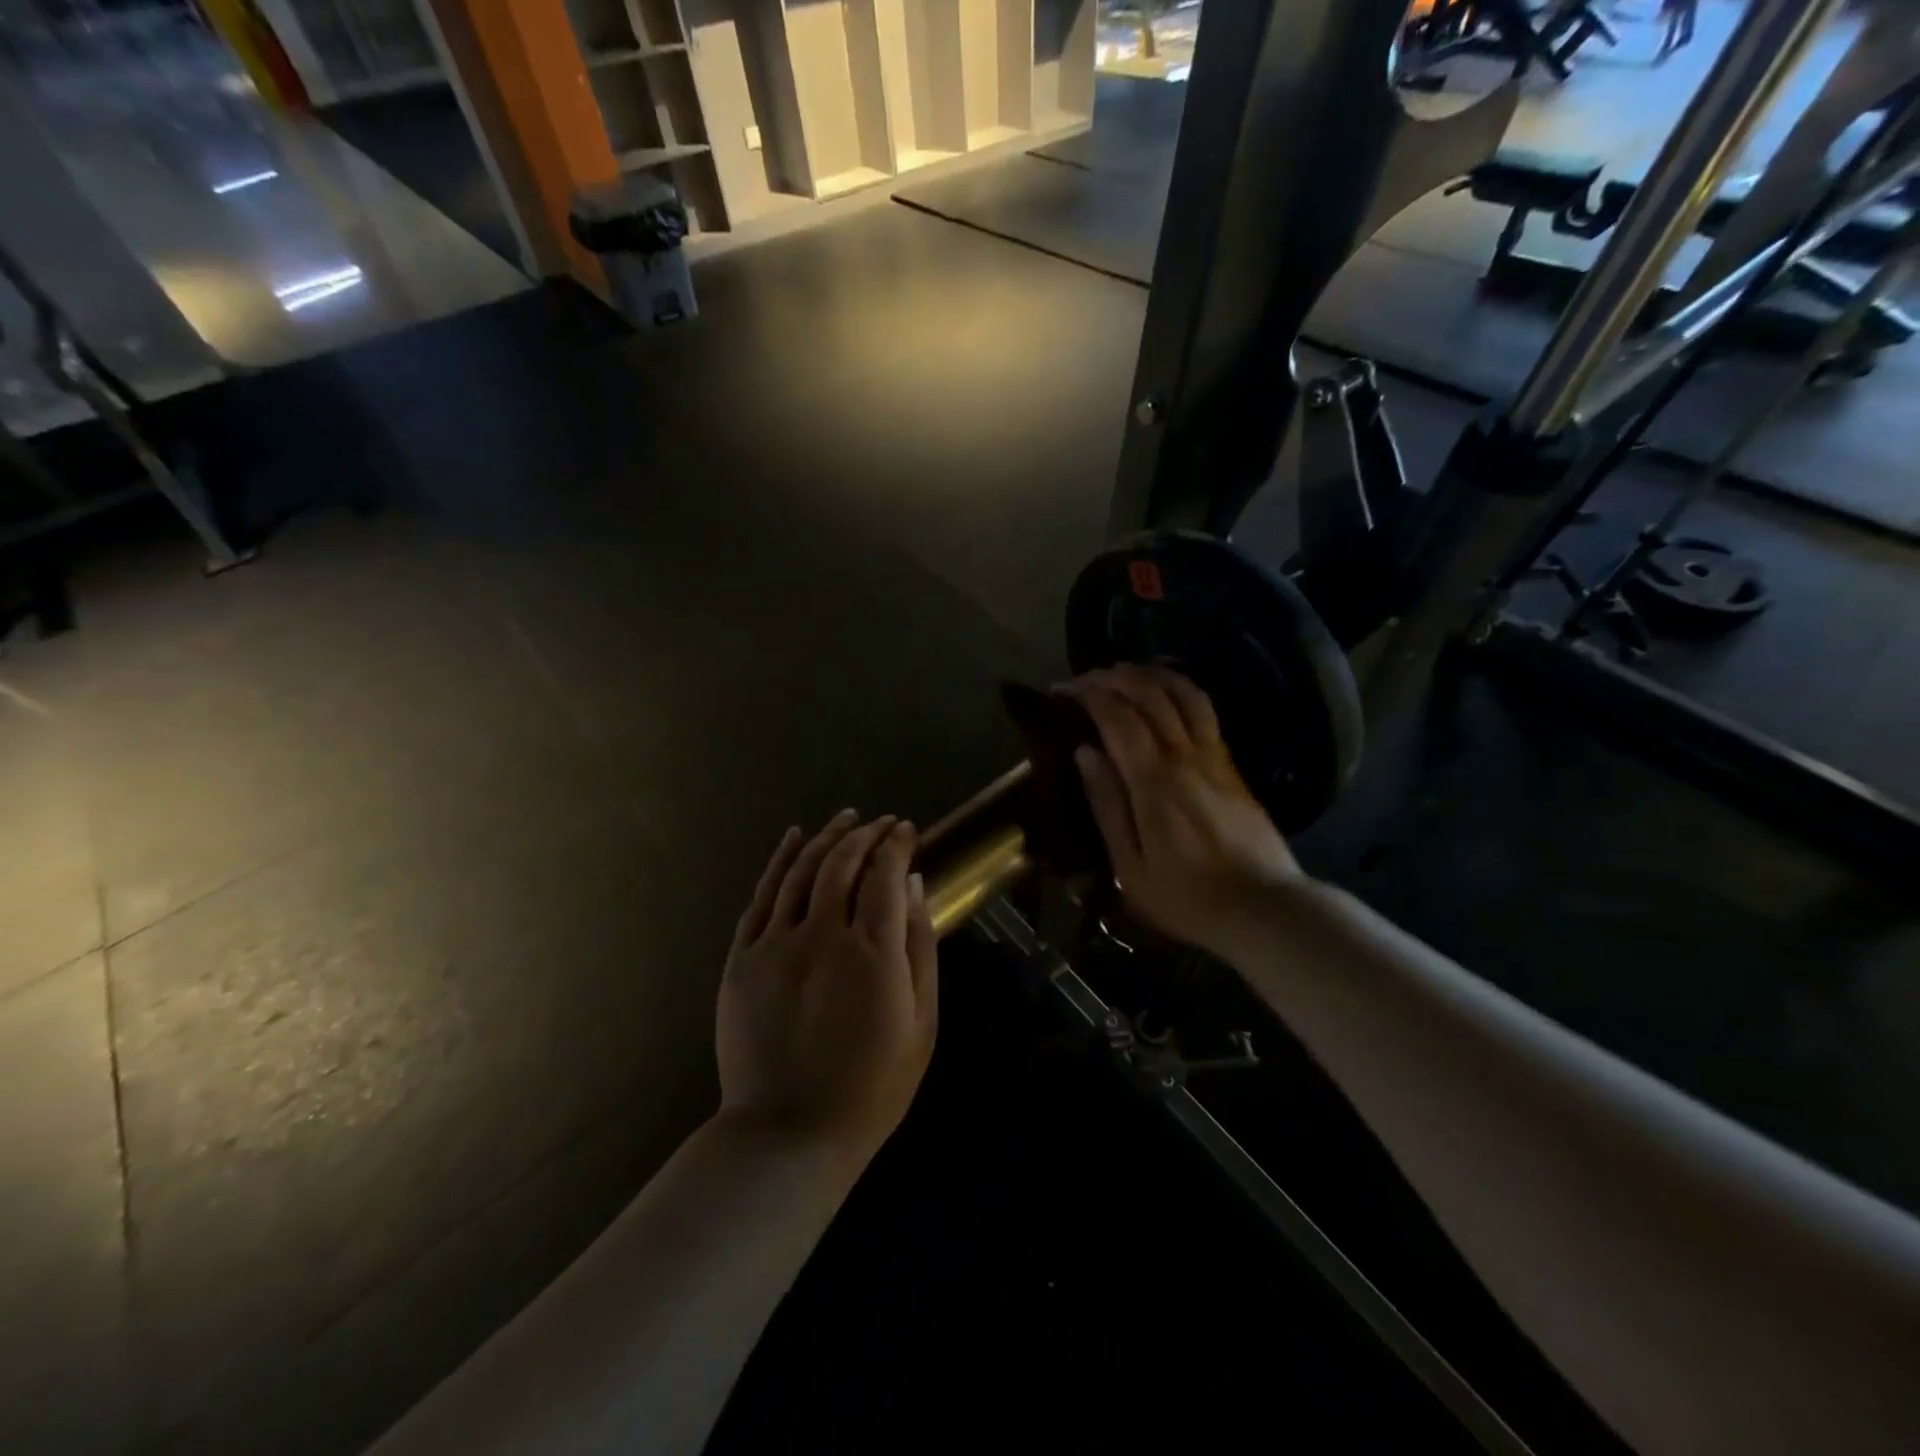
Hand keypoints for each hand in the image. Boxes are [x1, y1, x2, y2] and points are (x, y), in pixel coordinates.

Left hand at [716, 811, 937, 1161]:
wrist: (790, 1133)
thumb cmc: (872, 1086)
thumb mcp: (920, 1022)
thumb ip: (919, 947)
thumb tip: (913, 885)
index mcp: (871, 951)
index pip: (885, 874)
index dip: (897, 845)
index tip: (906, 830)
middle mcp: (821, 934)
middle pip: (843, 863)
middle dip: (865, 835)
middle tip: (880, 823)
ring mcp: (775, 944)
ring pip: (801, 870)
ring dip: (826, 838)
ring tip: (845, 819)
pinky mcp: (743, 958)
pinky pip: (762, 896)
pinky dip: (779, 860)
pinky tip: (793, 839)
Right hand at [1067, 665, 1303, 958]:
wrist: (1265, 909)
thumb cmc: (1188, 897)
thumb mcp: (1131, 866)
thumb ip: (1107, 804)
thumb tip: (1084, 752)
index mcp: (1154, 780)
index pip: (1118, 716)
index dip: (1087, 695)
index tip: (1061, 691)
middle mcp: (1185, 756)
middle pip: (1151, 693)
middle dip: (1113, 677)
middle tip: (1085, 681)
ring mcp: (1214, 756)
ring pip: (1184, 693)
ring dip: (1150, 674)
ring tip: (1122, 673)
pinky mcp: (1232, 765)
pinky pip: (1204, 710)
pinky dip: (1178, 689)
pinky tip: (1164, 693)